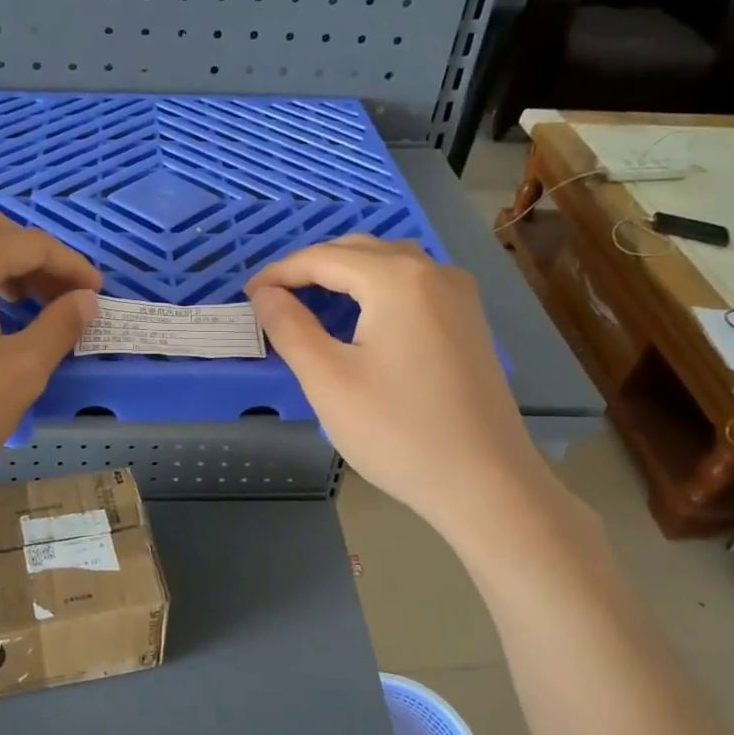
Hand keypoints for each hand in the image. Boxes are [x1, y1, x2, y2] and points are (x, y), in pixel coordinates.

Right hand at [245, 236, 552, 538]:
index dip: (279, 273)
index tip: (247, 296)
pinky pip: (414, 287)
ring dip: (346, 275)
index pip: (324, 258)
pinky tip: (362, 319)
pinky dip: (377, 290)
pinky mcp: (469, 323)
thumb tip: (265, 294)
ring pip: (390, 265)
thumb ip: (289, 328)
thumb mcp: (328, 380)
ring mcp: (459, 297)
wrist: (486, 483)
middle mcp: (434, 273)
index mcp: (397, 279)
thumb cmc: (398, 431)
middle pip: (360, 251)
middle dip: (312, 268)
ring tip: (311, 302)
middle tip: (274, 299)